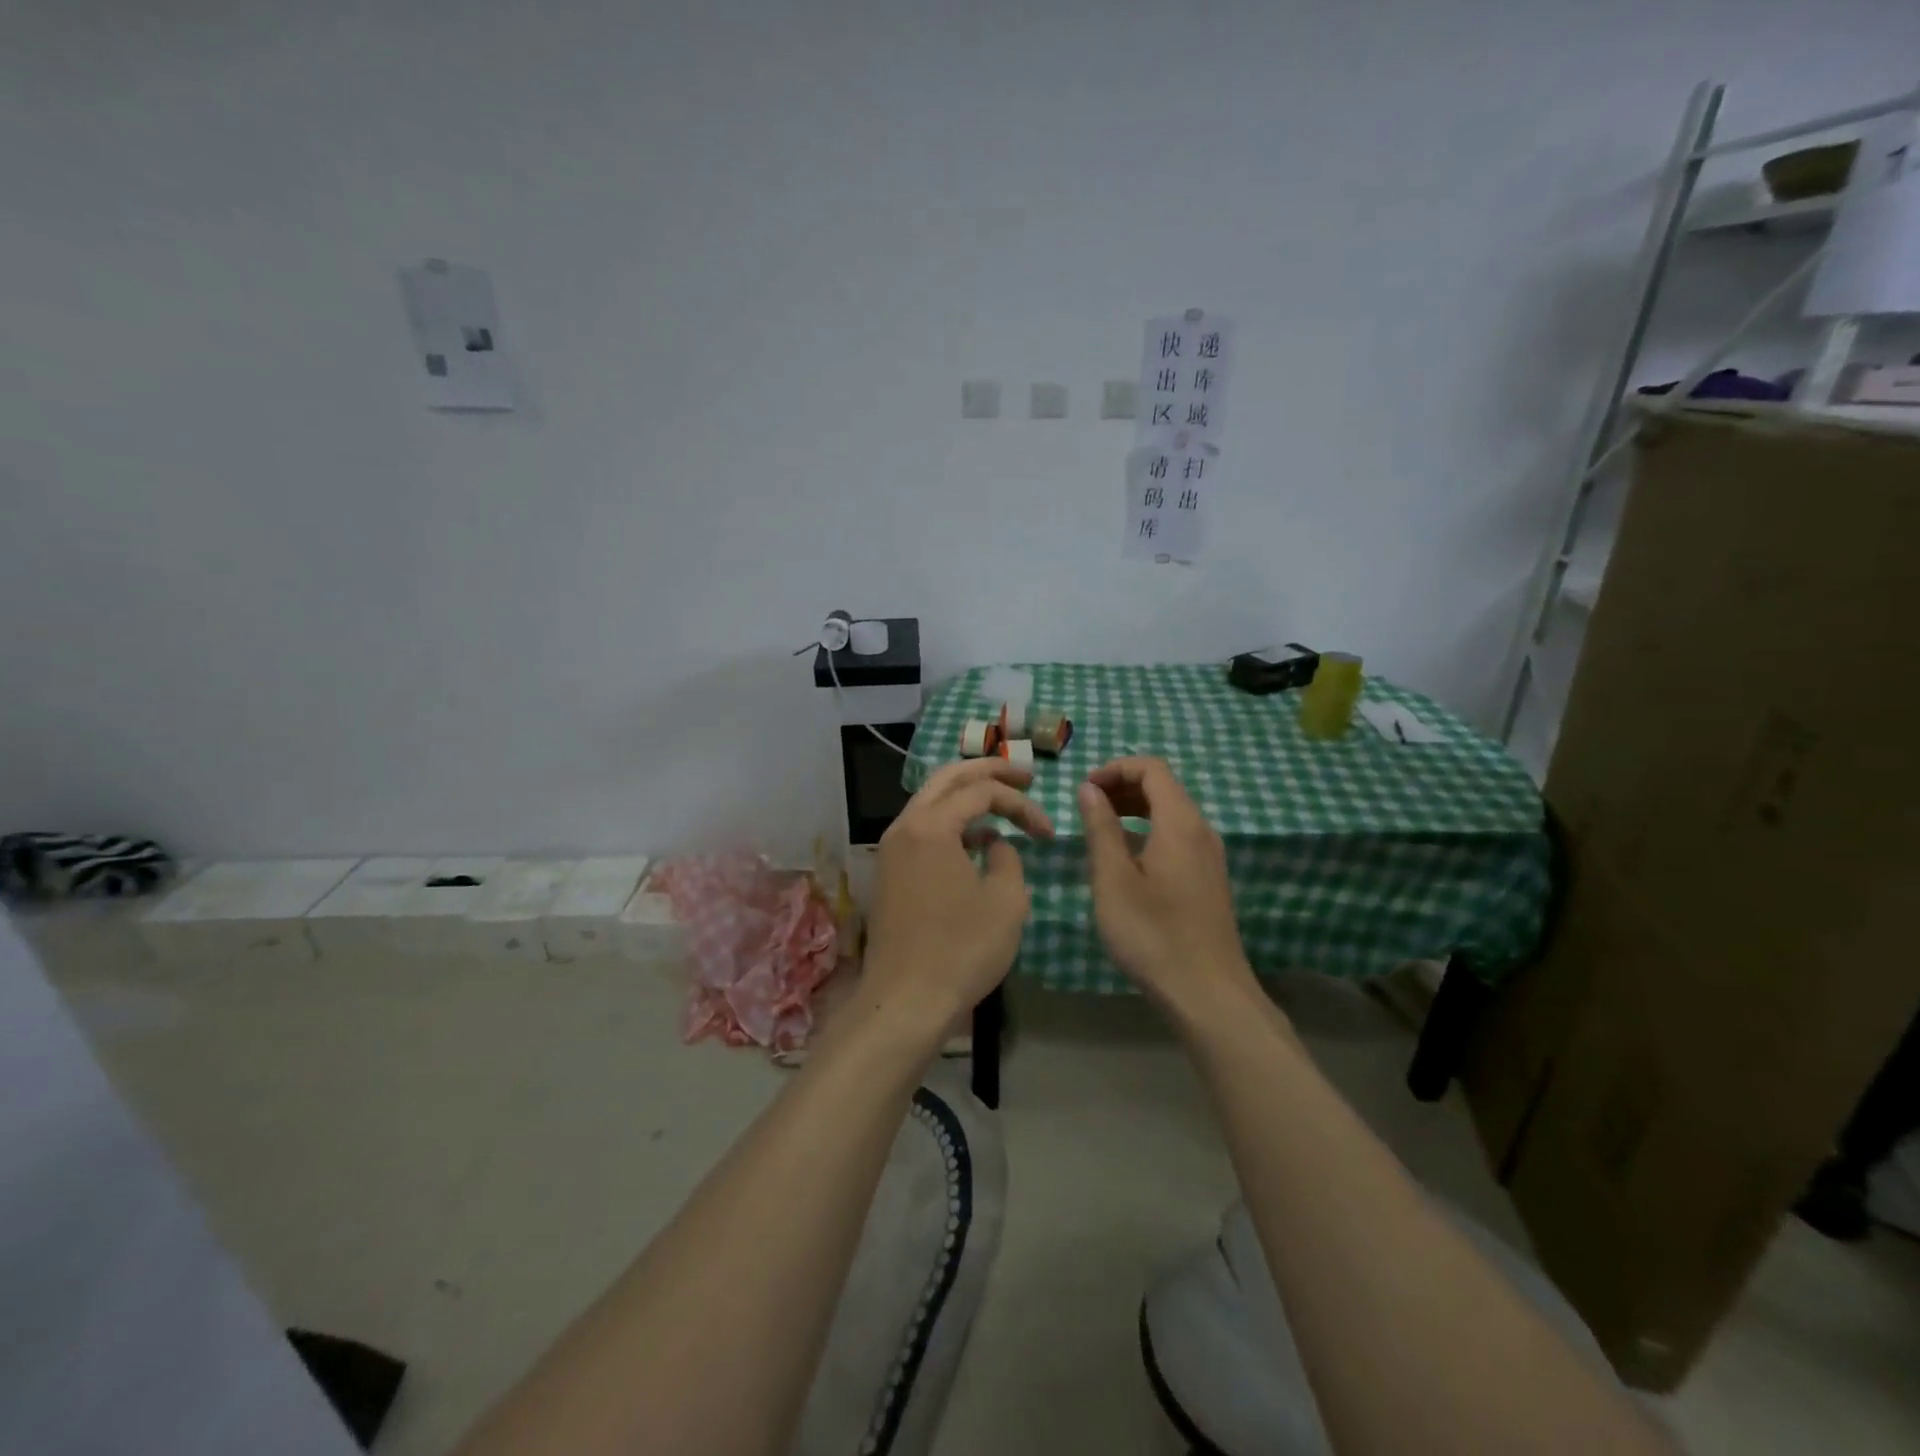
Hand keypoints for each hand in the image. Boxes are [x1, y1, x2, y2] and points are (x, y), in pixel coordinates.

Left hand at [863, 758, 1054, 1035]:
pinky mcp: (889, 872)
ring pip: (931, 802)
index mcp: (931, 825)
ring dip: (967, 797)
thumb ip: (1008, 858)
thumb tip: (995, 845)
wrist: (905, 1000)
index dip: (1021, 803)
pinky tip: (977, 843)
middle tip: (1024, 776)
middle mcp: (904, 826)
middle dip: (988, 771)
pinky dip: (951, 824)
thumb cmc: (962, 949)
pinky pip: (922, 829)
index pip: (982, 791)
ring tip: (1003, 804)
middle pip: (948, 779)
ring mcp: (891, 849)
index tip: (1048, 832)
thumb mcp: (1006, 900)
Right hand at [1076, 757, 1260, 1017]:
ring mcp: (1210, 857)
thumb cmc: (1153, 934)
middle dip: (1122, 787)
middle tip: (1086, 807)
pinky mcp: (1209, 880)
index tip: (1084, 789)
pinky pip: (1178, 837)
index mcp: (1180, 822)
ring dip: (1134, 810)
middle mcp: (1201, 831)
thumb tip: (1089, 789)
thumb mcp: (1113, 879)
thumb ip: (1100, 828)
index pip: (1152, 769)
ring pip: (1171, 814)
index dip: (1115, 768)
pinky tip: (1126, 861)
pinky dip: (1149, 832)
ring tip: (1099, 830)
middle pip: (1163, 788)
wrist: (1208, 994)